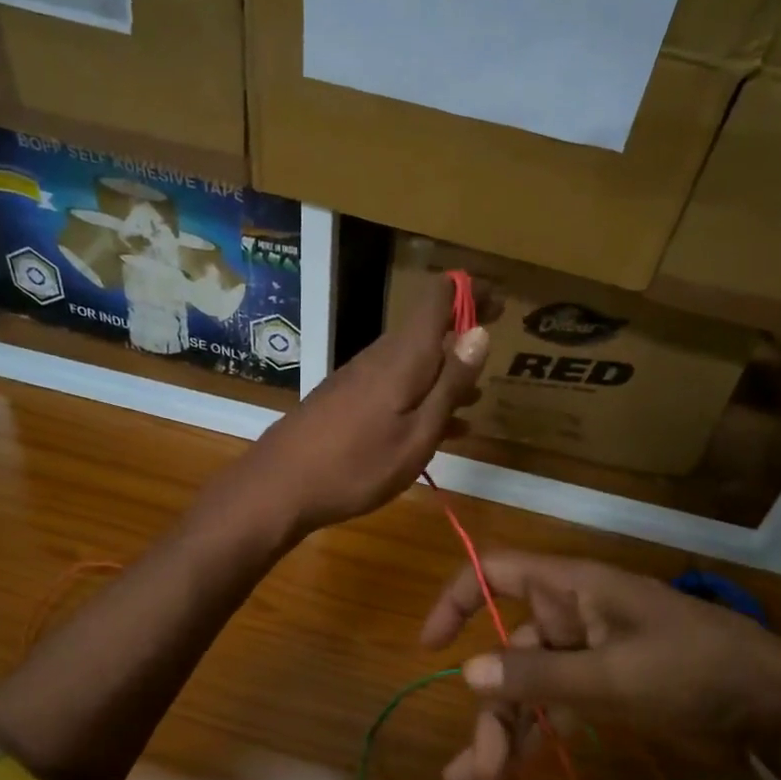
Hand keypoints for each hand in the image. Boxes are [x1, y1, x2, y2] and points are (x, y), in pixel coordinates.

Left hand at [220, 275, 488, 537]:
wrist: (280, 487)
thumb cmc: (357, 465)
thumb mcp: (417, 433)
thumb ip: (449, 384)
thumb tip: (480, 332)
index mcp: (403, 357)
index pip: (438, 298)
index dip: (469, 292)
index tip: (500, 304)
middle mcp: (381, 357)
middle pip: (427, 329)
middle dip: (463, 335)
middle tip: (496, 354)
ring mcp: (360, 378)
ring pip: (414, 363)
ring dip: (446, 374)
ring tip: (478, 398)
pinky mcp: (347, 400)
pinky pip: (396, 387)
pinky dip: (422, 398)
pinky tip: (440, 429)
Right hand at [419, 551, 780, 779]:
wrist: (775, 711)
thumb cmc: (694, 672)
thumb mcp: (613, 675)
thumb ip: (538, 675)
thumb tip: (468, 674)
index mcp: (572, 588)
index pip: (496, 571)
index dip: (458, 599)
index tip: (431, 646)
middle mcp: (572, 615)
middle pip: (508, 647)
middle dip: (490, 704)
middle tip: (481, 768)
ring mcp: (588, 655)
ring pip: (528, 685)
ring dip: (505, 729)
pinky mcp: (605, 690)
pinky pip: (554, 707)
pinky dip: (534, 735)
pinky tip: (511, 774)